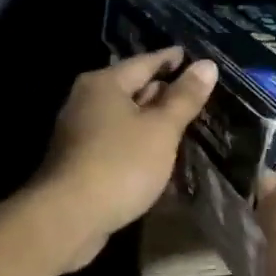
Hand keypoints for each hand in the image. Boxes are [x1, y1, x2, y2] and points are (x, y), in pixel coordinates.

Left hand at [33, 47, 218, 272]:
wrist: (68, 217)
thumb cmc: (119, 164)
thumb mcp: (161, 129)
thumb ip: (184, 98)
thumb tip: (207, 65)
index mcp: (104, 83)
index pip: (144, 62)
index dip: (171, 59)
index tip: (193, 58)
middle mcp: (86, 100)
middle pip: (130, 88)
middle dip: (161, 91)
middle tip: (193, 93)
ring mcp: (78, 131)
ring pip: (122, 117)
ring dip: (149, 120)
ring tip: (181, 123)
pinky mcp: (78, 160)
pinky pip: (115, 141)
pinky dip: (136, 142)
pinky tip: (155, 153)